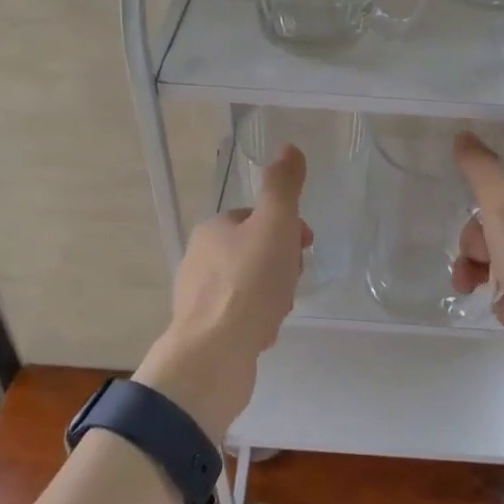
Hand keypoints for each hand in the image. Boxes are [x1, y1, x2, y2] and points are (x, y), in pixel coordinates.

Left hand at [136, 144, 310, 441]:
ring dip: (273, 296)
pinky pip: (241, 317)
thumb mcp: (275, 225)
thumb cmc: (249, 284)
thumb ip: (283, 187)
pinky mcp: (204, 331)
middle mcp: (199, 259)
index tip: (305, 246)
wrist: (214, 355)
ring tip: (278, 313)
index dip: (286, 228)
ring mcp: (199, 297)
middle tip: (291, 283)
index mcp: (213, 229)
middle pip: (255, 252)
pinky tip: (264, 334)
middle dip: (281, 266)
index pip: (256, 217)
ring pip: (250, 286)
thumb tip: (289, 148)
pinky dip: (258, 321)